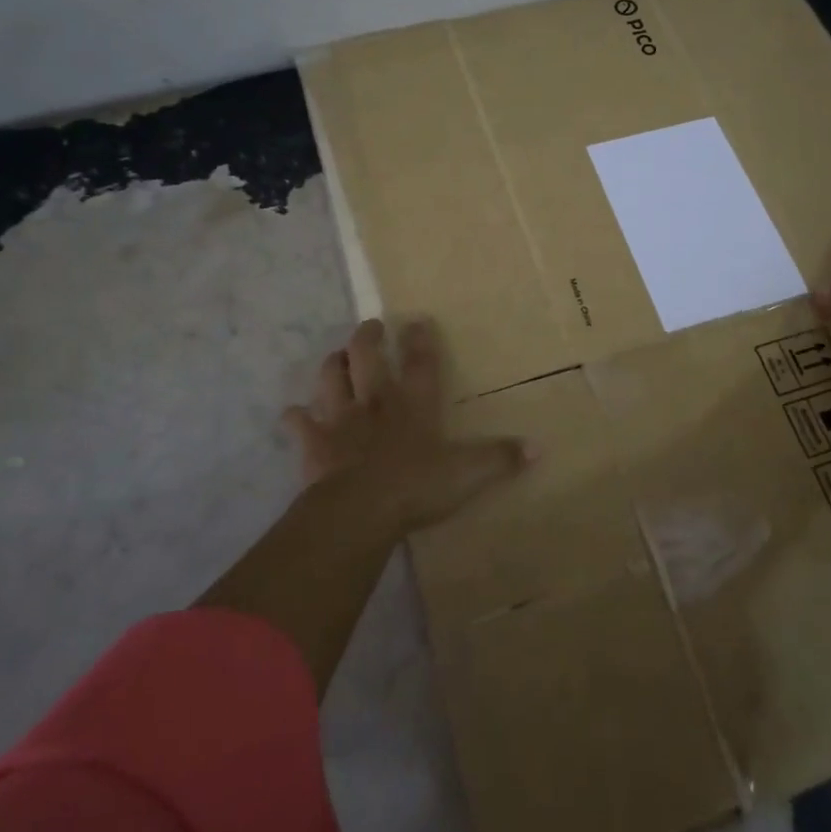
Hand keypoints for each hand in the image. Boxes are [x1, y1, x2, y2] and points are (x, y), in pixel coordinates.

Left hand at [284, 319, 531, 535]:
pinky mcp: (314, 443)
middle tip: (371, 326)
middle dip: (369, 337)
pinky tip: (292, 414)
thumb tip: (539, 448)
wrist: (359, 511)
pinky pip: (299, 423)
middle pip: (367, 358)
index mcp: (414, 405)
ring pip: (331, 379)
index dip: (421, 340)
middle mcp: (376, 403)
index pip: (421, 363)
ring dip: (332, 365)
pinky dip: (294, 418)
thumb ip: (501, 459)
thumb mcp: (469, 474)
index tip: (417, 320)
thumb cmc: (416, 487)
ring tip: (335, 356)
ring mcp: (341, 420)